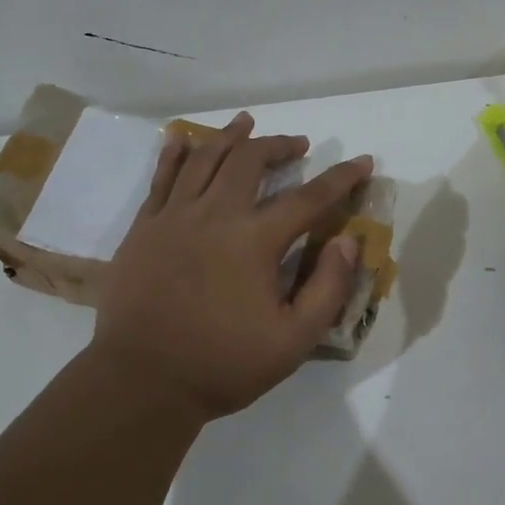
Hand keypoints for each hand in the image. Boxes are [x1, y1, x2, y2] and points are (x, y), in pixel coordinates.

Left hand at [93, 113, 372, 422]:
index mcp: (254, 241)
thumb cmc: (222, 364)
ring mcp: (173, 216)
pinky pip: (161, 177)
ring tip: (247, 123)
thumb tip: (347, 241)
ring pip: (204, 158)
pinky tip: (183, 140)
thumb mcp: (293, 340)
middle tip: (298, 145)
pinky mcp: (144, 227)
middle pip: (250, 161)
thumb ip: (327, 288)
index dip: (340, 178)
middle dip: (279, 145)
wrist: (142, 380)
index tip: (362, 161)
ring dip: (230, 136)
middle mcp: (214, 215)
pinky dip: (176, 153)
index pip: (308, 198)